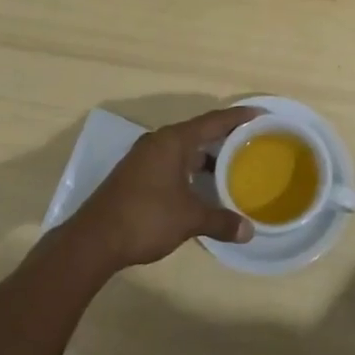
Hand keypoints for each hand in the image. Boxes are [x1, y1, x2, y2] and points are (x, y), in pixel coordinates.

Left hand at [70, 107, 257, 268]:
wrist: (94, 240)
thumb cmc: (145, 218)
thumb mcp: (188, 219)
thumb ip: (220, 221)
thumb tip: (249, 231)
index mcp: (173, 141)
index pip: (213, 121)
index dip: (238, 117)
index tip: (260, 114)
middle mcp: (158, 142)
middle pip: (198, 132)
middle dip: (224, 137)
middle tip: (251, 142)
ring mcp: (144, 158)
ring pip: (183, 149)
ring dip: (206, 156)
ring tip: (232, 166)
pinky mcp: (136, 175)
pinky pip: (172, 162)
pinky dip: (190, 168)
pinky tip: (202, 186)